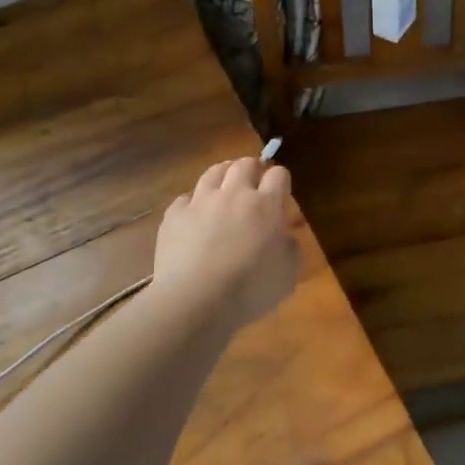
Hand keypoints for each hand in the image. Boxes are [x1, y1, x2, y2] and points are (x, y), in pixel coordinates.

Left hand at [152, 156, 299, 330]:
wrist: (195, 300)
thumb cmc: (249, 290)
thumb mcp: (287, 275)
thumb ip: (290, 249)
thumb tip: (284, 237)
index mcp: (265, 205)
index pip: (278, 175)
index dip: (281, 179)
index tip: (282, 190)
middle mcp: (234, 194)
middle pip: (245, 164)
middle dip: (253, 168)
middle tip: (255, 180)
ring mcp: (201, 201)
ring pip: (214, 172)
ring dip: (224, 173)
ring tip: (225, 183)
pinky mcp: (175, 215)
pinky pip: (185, 198)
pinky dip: (193, 202)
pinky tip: (194, 214)